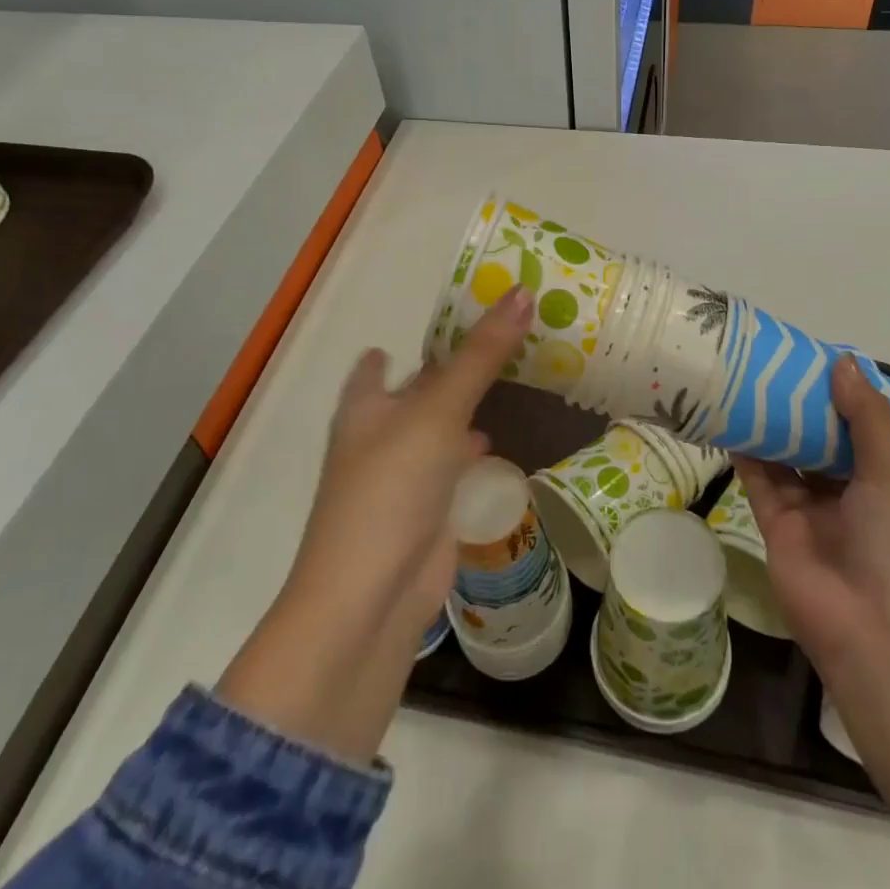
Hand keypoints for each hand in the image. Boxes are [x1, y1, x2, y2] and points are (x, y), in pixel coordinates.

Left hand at [288, 284, 535, 628]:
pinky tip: (491, 441)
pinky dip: (469, 452)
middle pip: (415, 393)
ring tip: (500, 381)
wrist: (373, 596)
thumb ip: (482, 354)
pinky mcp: (426, 510)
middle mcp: (379, 437)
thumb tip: (524, 292)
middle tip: (492, 340)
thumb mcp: (439, 409)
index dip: (403, 341)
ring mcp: (401, 477)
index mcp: (365, 407)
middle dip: (446, 371)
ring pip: (436, 431)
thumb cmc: (392, 486)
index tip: (440, 320)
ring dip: (460, 411)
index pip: (379, 362)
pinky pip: (451, 468)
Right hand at [733, 355, 889, 680]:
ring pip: (782, 456)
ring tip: (742, 381)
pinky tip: (729, 418)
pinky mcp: (773, 523)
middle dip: (794, 406)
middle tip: (767, 362)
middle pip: (813, 440)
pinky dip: (744, 452)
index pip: (853, 427)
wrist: (873, 635)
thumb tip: (843, 361)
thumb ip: (865, 420)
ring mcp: (806, 509)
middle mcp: (842, 491)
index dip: (833, 395)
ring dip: (766, 424)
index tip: (808, 358)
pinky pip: (757, 480)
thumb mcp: (889, 477)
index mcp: (878, 479)